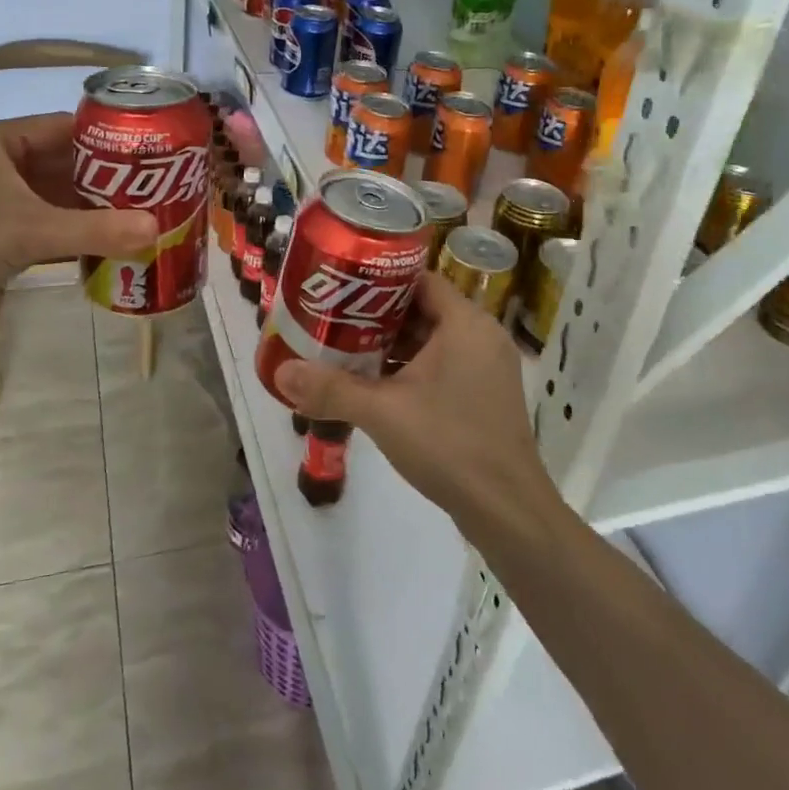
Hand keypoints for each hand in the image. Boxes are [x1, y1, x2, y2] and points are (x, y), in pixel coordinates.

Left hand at [0, 113, 156, 339]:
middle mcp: (2, 163)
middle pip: (69, 163)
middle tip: (158, 189)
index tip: (154, 154)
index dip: (111, 139)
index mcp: (1, 141)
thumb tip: (157, 229)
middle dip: (111, 179)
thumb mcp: (32, 232)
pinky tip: (115, 241)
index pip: (68, 128)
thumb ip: (96, 230)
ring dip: (97, 208)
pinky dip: (80, 231)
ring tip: (146, 215)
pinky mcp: (3, 231)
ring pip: (62, 196)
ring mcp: (2, 199)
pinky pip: (52, 222)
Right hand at [277, 273, 562, 535]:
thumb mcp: (382, 412)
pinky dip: (412, 368)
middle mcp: (482, 335)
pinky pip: (444, 364)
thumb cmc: (449, 443)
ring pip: (432, 340)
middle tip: (334, 318)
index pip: (418, 279)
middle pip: (423, 309)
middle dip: (377, 315)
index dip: (378, 281)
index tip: (341, 287)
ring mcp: (488, 367)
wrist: (507, 510)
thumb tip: (281, 373)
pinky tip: (377, 385)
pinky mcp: (485, 395)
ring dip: (393, 345)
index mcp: (466, 323)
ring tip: (346, 348)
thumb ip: (331, 389)